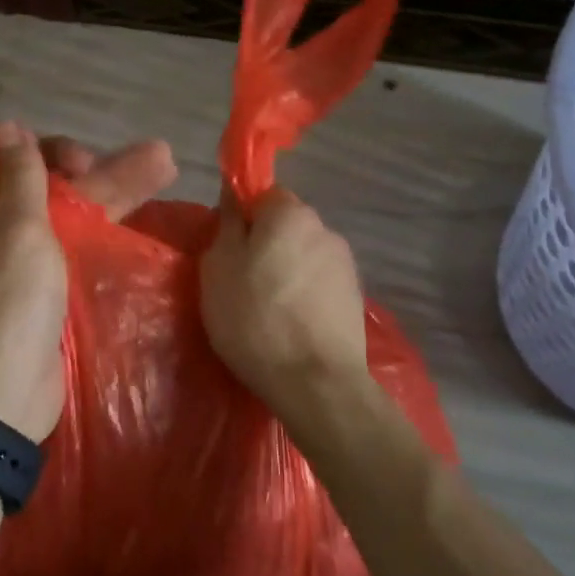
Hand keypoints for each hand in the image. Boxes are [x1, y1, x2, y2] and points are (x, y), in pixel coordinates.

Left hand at [0, 125, 173, 440]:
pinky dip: (111, 228)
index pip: (17, 161)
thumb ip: (21, 178)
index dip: (53, 151)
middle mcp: (5, 231)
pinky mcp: (55, 289)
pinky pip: (83, 247)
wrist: (6, 394)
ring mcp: (32, 262)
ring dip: (119, 192)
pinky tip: (146, 217)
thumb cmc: (9, 304)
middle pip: (57, 187)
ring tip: (167, 168)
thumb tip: (7, 126)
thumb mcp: (17, 231)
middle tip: (156, 158)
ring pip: (77, 215)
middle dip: (104, 169)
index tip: (83, 160)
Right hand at [201, 187, 371, 423]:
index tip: (228, 251)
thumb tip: (234, 193)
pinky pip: (319, 285)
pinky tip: (292, 326)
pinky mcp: (355, 298)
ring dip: (286, 273)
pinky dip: (304, 297)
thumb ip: (228, 224)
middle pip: (286, 227)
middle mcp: (324, 228)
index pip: (263, 195)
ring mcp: (345, 265)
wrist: (315, 382)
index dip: (243, 220)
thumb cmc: (255, 318)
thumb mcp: (219, 267)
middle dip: (266, 247)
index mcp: (290, 213)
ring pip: (303, 256)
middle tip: (241, 283)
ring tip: (268, 312)